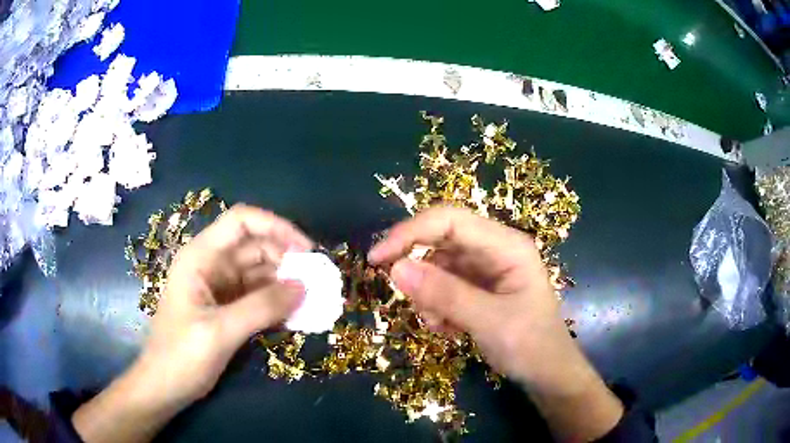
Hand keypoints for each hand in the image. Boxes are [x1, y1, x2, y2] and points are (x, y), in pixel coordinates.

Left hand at [74, 205, 311, 442]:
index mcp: (200, 257)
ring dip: (285, 283)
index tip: (306, 250)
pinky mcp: (226, 306)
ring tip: (312, 300)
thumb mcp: (220, 331)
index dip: (276, 227)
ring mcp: (218, 286)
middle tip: (316, 283)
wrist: (164, 386)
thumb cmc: (181, 356)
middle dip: (286, 259)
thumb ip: (262, 307)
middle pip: (254, 246)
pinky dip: (276, 301)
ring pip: (259, 272)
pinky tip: (295, 314)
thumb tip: (304, 286)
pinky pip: (257, 295)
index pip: (241, 221)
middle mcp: (210, 264)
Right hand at [369, 207, 622, 441]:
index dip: (410, 233)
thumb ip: (445, 294)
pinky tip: (447, 328)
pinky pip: (445, 286)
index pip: (449, 220)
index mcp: (506, 245)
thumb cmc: (531, 346)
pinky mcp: (479, 288)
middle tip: (407, 298)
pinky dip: (437, 306)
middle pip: (441, 241)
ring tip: (439, 323)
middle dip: (420, 269)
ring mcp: (487, 269)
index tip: (377, 258)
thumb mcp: (489, 321)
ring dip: (429, 294)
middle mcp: (495, 250)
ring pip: (439, 267)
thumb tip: (395, 268)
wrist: (548, 374)